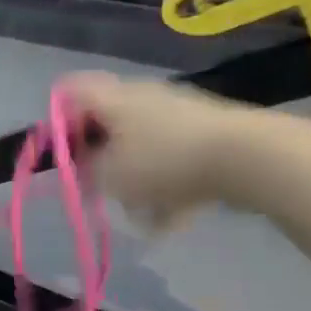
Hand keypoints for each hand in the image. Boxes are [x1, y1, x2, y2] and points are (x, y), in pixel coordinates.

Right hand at [57, 72, 261, 231]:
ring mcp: (179, 112)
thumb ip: (85, 171)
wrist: (252, 158)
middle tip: (99, 187)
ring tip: (142, 215)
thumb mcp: (109, 176)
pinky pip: (175, 160)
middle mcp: (143, 97)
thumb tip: (81, 168)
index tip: (61, 153)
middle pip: (108, 125)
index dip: (58, 121)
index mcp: (113, 98)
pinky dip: (169, 186)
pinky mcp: (209, 132)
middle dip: (101, 159)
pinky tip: (172, 219)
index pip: (69, 92)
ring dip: (137, 180)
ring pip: (142, 148)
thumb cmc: (164, 162)